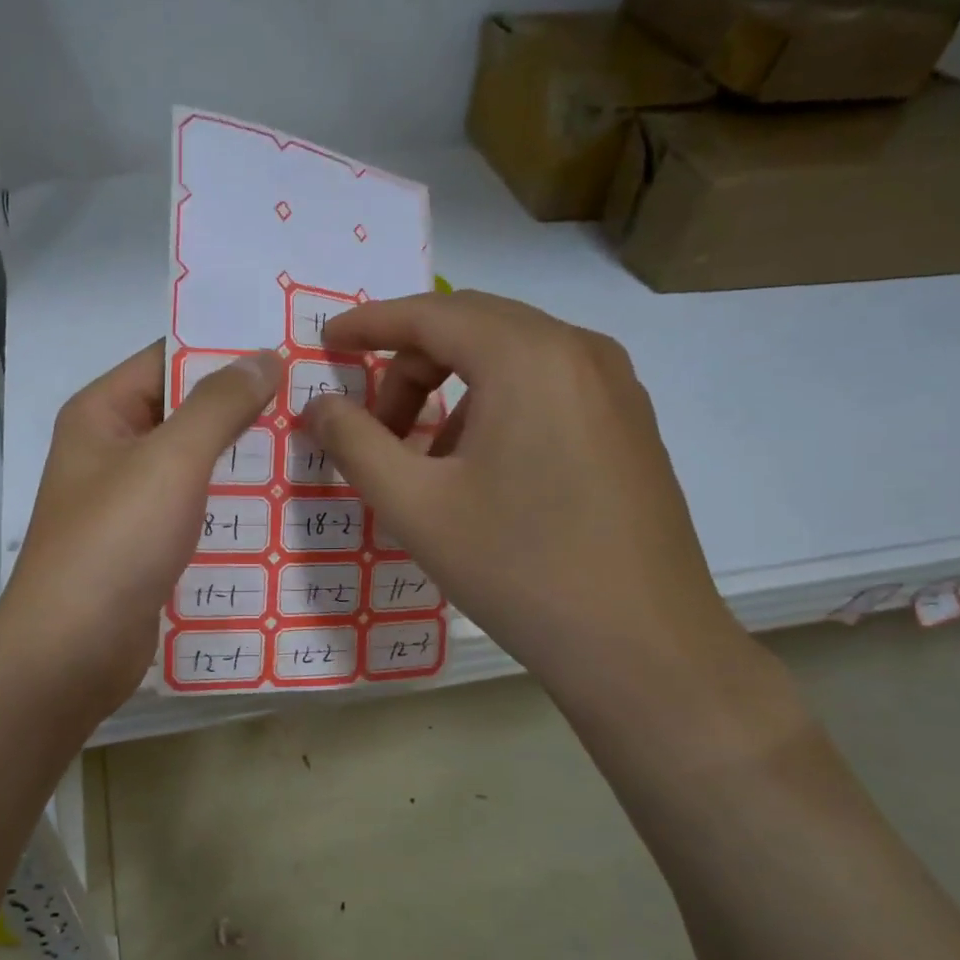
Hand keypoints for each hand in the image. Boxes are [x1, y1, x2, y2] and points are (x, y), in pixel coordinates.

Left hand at [0, 341, 281, 719]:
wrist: (72, 651)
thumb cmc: (115, 542)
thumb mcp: (171, 460)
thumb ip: (219, 404)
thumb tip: (264, 355)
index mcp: (102, 414)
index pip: (167, 358)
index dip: (225, 348)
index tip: (290, 346)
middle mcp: (111, 452)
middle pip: (185, 413)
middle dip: (245, 407)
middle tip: (318, 398)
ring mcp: (127, 504)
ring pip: (195, 467)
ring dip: (245, 460)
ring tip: (315, 446)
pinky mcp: (145, 549)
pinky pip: (195, 513)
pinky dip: (231, 508)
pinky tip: (284, 507)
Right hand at [302, 290, 751, 729]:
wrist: (641, 646)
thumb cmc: (518, 569)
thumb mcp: (415, 506)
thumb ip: (355, 443)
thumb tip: (318, 404)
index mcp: (528, 358)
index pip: (431, 314)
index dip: (369, 323)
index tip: (327, 342)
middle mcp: (579, 351)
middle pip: (471, 327)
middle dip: (408, 365)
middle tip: (373, 426)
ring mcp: (615, 386)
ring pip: (509, 357)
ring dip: (450, 390)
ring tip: (426, 462)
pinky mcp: (629, 423)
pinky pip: (545, 387)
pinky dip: (494, 406)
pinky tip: (480, 472)